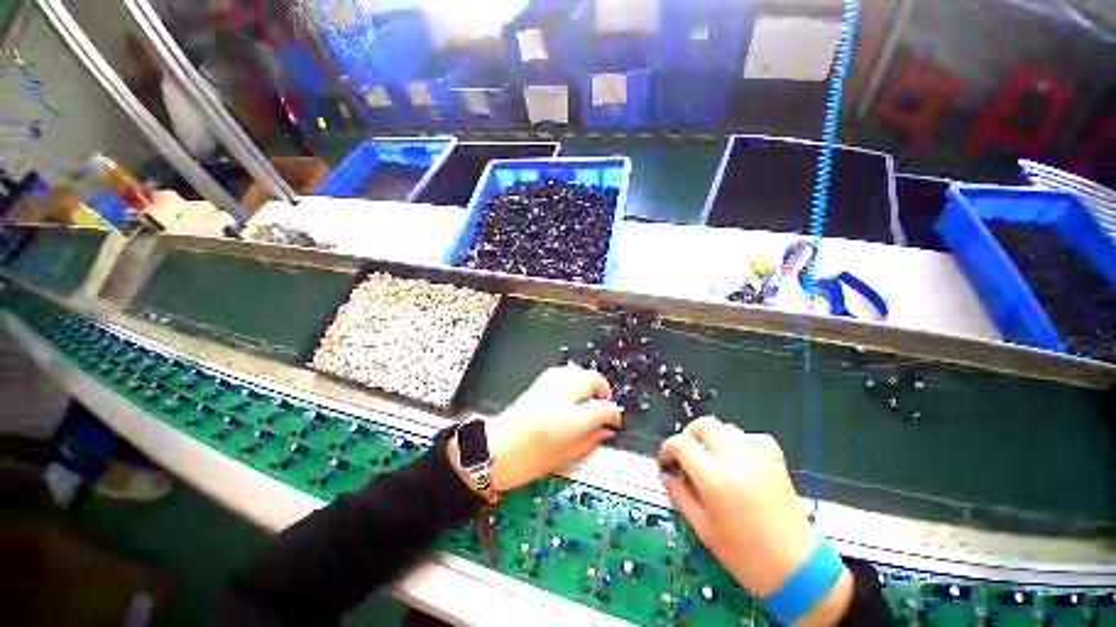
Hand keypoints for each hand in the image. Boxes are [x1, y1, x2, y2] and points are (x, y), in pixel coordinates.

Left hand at [482, 365, 621, 491]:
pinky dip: (570, 377)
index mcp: (569, 420)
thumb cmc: (528, 461)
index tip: (614, 421)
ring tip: (586, 396)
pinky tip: (569, 390)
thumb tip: (605, 431)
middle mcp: (561, 397)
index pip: (602, 408)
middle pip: (591, 378)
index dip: (613, 413)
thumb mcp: (564, 457)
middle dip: (602, 388)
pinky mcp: (537, 384)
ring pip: (575, 370)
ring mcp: (547, 387)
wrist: (494, 450)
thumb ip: (588, 441)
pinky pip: (560, 372)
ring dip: (586, 380)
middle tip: (602, 402)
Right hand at [659, 417, 851, 624]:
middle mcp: (735, 460)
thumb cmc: (745, 556)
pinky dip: (743, 441)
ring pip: (726, 427)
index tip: (666, 461)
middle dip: (688, 435)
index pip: (681, 444)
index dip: (667, 448)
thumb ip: (680, 496)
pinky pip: (755, 438)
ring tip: (710, 457)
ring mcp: (758, 459)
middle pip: (703, 425)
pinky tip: (740, 457)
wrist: (796, 571)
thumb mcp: (703, 529)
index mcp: (714, 479)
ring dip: (712, 437)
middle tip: (685, 454)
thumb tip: (667, 475)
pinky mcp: (776, 462)